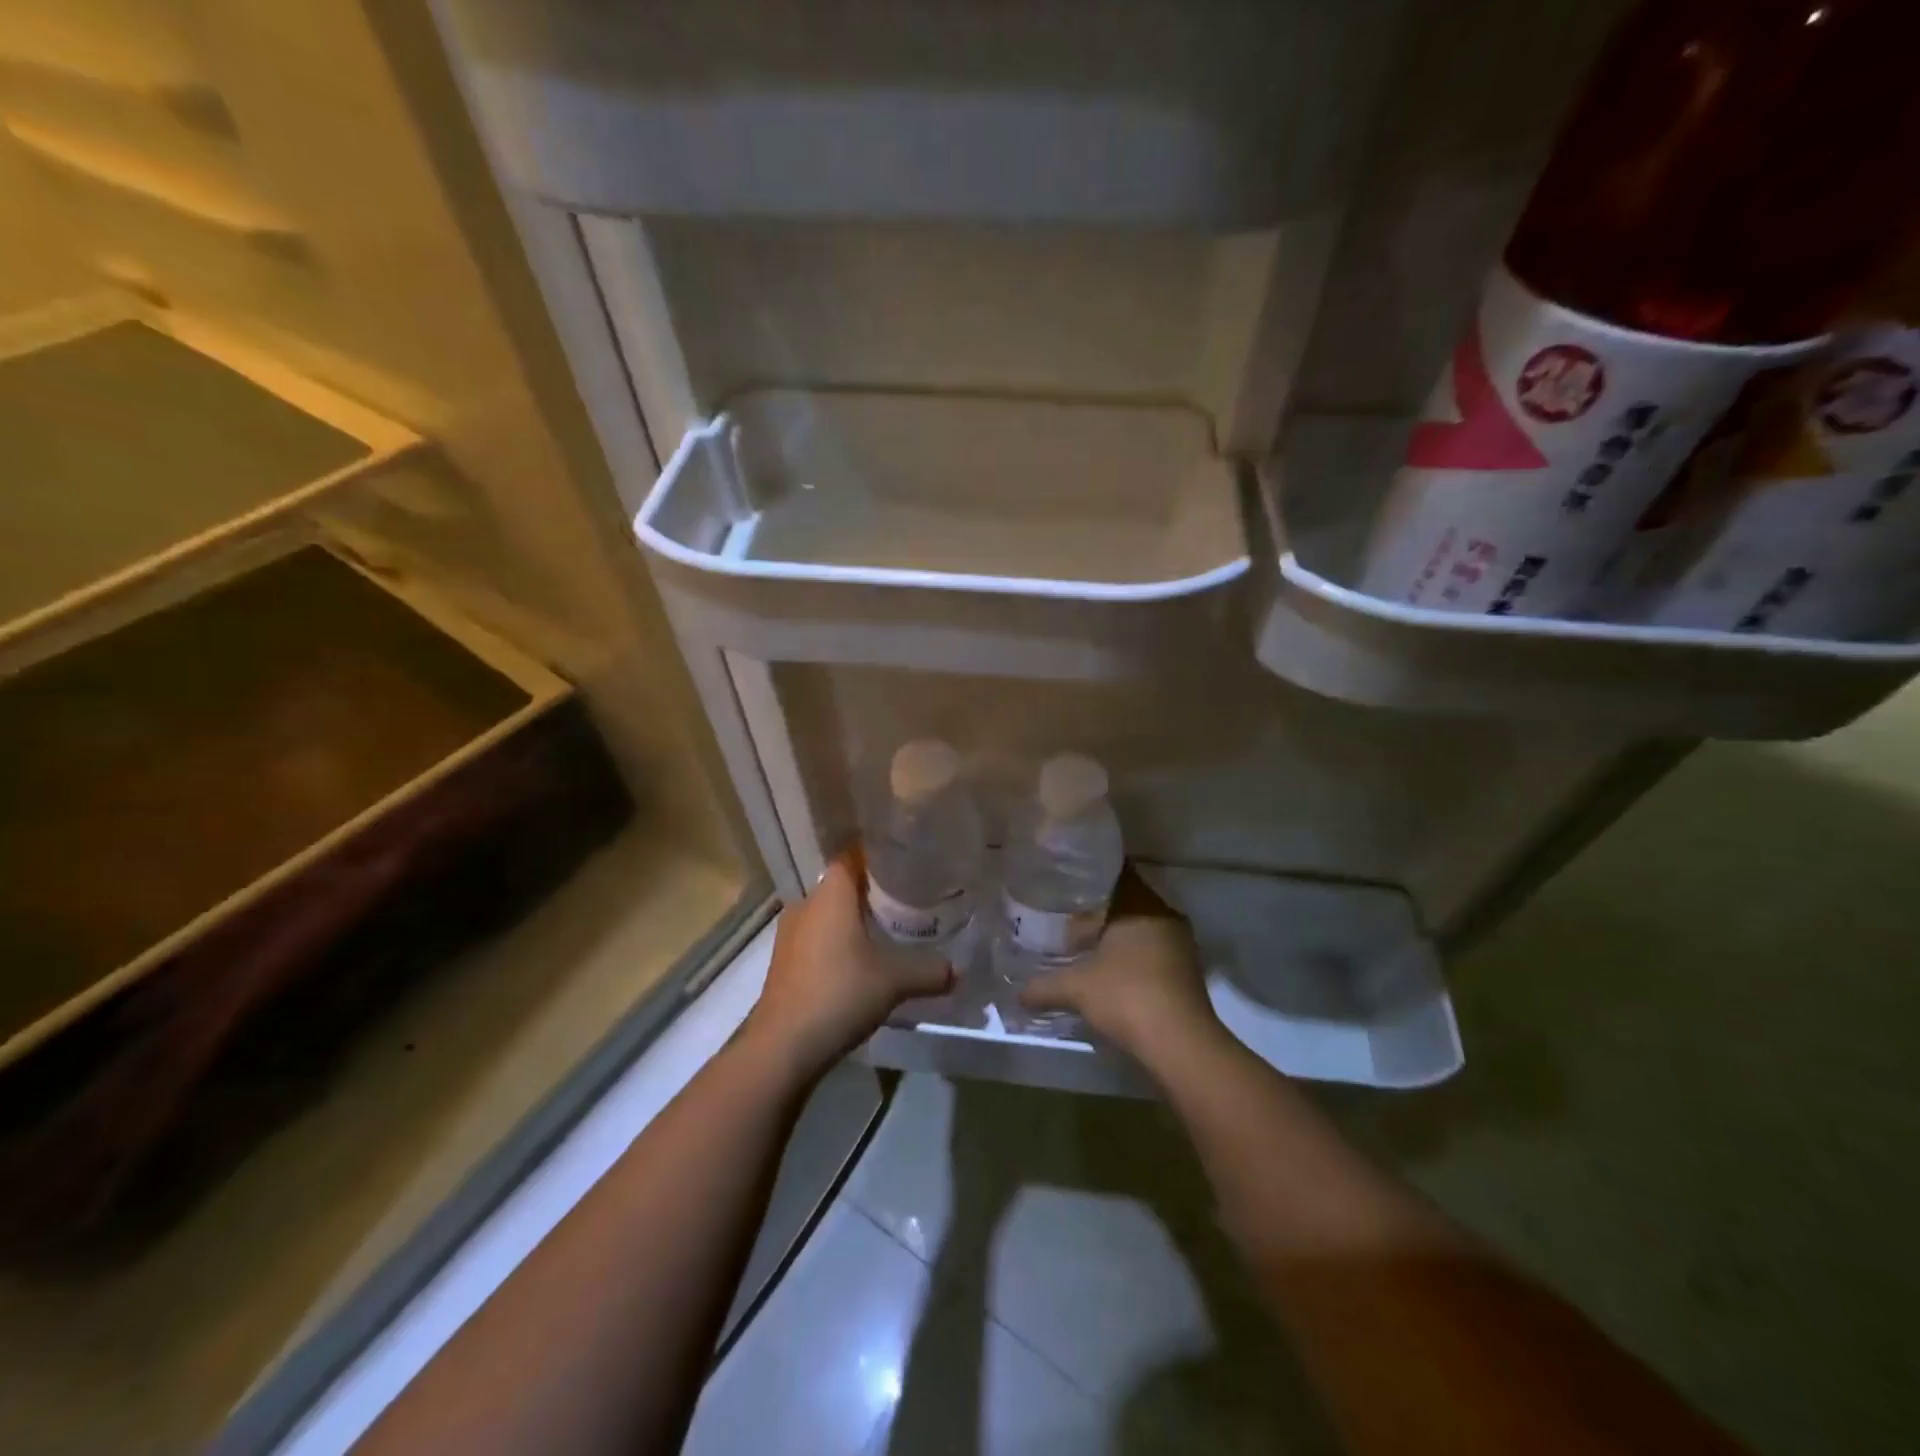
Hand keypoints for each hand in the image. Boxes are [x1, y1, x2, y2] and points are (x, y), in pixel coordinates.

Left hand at [741, 852, 951, 1081]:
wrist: (782, 1046)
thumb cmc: (840, 993)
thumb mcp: (894, 981)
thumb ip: (929, 971)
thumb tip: (958, 969)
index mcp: (830, 894)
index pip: (852, 855)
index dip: (877, 854)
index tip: (905, 860)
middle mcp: (807, 904)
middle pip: (842, 885)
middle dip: (872, 891)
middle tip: (907, 898)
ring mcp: (790, 934)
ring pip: (828, 914)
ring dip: (853, 920)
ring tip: (887, 931)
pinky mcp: (784, 962)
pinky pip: (817, 939)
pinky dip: (838, 943)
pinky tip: (860, 962)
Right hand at [1019, 867, 1226, 1069]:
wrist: (1180, 1044)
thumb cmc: (1127, 997)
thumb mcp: (1076, 989)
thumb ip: (1044, 986)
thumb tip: (1017, 993)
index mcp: (1141, 905)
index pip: (1118, 873)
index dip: (1092, 873)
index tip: (1068, 877)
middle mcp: (1165, 916)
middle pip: (1129, 901)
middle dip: (1100, 907)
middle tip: (1067, 911)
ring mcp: (1180, 944)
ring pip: (1142, 927)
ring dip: (1117, 934)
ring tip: (1084, 941)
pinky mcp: (1187, 971)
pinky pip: (1153, 950)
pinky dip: (1132, 955)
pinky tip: (1108, 969)